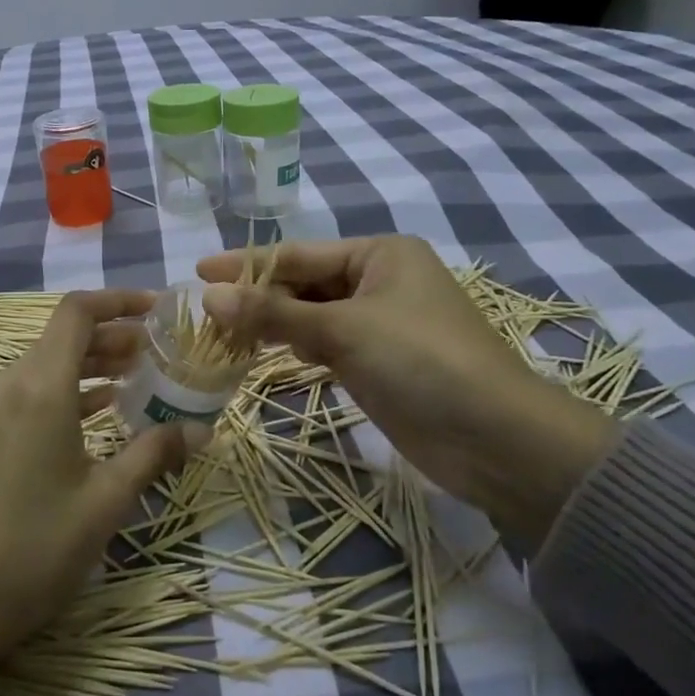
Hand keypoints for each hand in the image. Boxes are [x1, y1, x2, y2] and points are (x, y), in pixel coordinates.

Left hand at [0, 288, 199, 653]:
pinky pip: (34, 389)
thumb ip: (154, 453)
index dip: (119, 300)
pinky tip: (104, 408)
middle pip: (65, 335)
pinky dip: (71, 388)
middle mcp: (11, 382)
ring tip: (142, 375)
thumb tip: (201, 429)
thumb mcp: (105, 500)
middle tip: (161, 349)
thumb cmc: (36, 547)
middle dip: (115, 334)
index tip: (159, 308)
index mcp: (40, 386)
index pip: (77, 312)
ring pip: (50, 362)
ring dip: (94, 362)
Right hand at [199, 237, 614, 548]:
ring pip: (311, 317)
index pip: (298, 255)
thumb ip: (274, 314)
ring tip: (224, 336)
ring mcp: (379, 324)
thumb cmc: (422, 362)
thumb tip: (209, 298)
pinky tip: (267, 355)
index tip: (198, 273)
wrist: (496, 440)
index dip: (247, 264)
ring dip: (273, 325)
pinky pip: (324, 345)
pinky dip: (296, 348)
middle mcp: (379, 281)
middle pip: (303, 284)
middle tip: (205, 314)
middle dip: (258, 298)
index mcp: (379, 254)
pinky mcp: (377, 363)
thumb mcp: (344, 330)